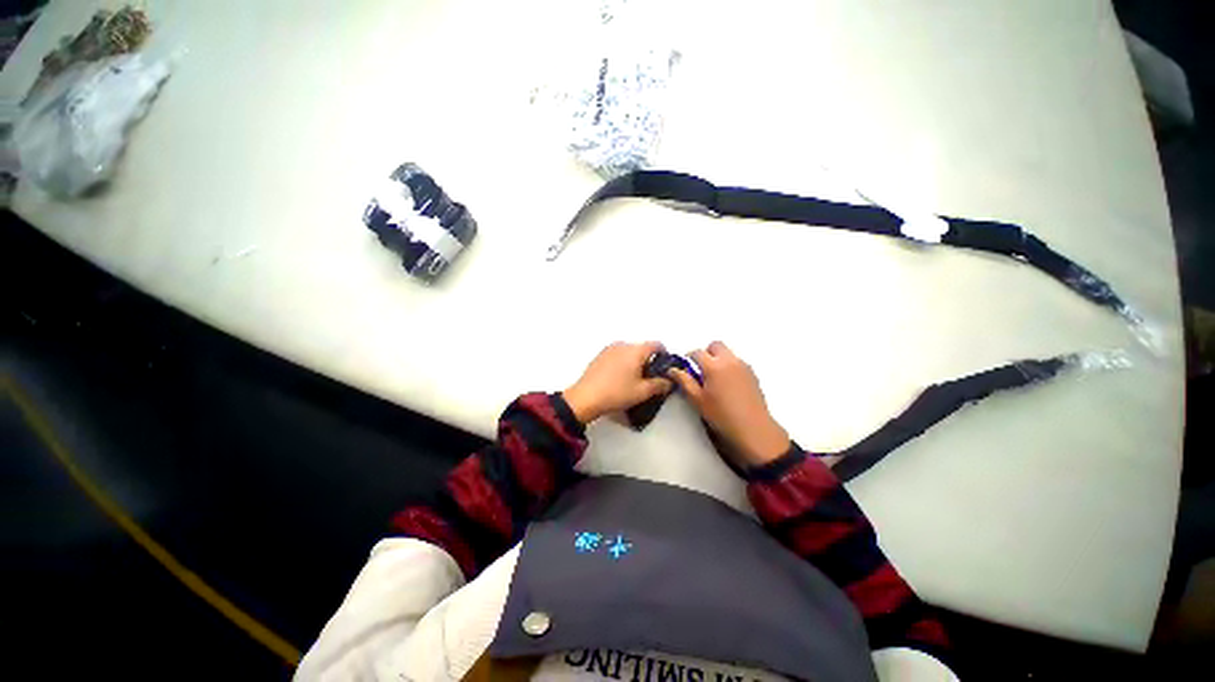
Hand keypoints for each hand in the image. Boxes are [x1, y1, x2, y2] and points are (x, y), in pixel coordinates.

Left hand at [563, 342, 671, 423]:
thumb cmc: (616, 393)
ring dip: (635, 362)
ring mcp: (609, 349)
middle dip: (649, 361)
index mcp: (635, 350)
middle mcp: (623, 344)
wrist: (585, 398)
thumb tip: (668, 381)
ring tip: (634, 380)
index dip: (664, 356)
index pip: (656, 345)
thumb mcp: (642, 392)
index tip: (665, 369)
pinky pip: (618, 355)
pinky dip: (623, 362)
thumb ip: (660, 385)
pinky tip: (620, 378)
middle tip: (650, 378)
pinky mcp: (600, 355)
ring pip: (629, 352)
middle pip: (642, 348)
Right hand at [667, 341, 790, 467]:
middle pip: (715, 346)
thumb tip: (673, 370)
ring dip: (719, 359)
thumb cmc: (721, 415)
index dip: (689, 358)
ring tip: (715, 380)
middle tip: (701, 370)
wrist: (753, 428)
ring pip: (728, 353)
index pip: (696, 352)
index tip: (686, 368)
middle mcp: (729, 361)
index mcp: (714, 366)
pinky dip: (730, 366)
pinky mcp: (752, 374)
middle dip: (706, 353)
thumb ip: (684, 381)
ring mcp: (743, 366)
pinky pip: (737, 362)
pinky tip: (728, 385)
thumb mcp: (697, 400)